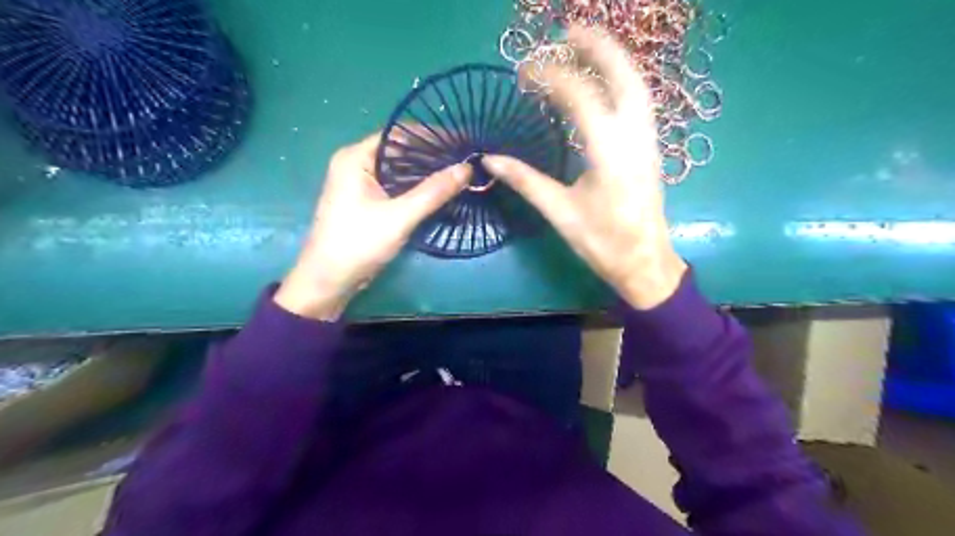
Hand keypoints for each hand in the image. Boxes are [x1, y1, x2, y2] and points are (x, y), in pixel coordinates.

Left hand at [274, 131, 470, 319]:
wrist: (329, 281)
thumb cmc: (358, 244)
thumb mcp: (399, 217)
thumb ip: (433, 192)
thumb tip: (467, 168)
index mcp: (356, 157)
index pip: (399, 135)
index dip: (432, 135)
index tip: (462, 140)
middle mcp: (357, 163)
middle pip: (401, 151)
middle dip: (433, 155)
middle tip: (466, 158)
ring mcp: (361, 183)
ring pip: (400, 170)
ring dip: (427, 173)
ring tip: (460, 173)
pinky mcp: (367, 201)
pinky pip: (397, 186)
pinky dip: (417, 188)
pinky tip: (440, 192)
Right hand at [486, 25, 686, 309]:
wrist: (645, 263)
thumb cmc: (602, 242)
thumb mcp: (560, 213)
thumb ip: (526, 181)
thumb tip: (490, 160)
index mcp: (609, 153)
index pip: (581, 97)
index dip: (551, 77)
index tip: (525, 73)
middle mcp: (634, 138)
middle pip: (623, 77)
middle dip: (597, 48)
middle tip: (568, 32)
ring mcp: (648, 141)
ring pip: (637, 86)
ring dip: (613, 61)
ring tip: (585, 47)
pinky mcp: (650, 148)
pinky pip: (639, 102)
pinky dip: (621, 82)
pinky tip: (604, 83)